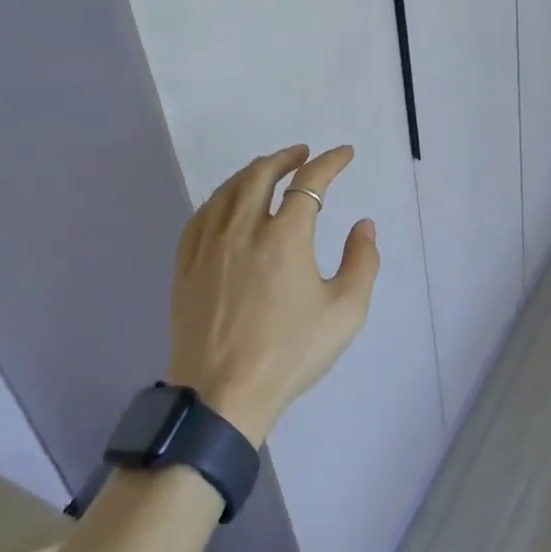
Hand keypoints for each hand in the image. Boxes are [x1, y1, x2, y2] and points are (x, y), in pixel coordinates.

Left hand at [168, 144, 379, 445]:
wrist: (221, 397)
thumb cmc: (289, 354)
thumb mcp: (345, 312)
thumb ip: (362, 261)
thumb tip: (363, 225)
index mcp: (285, 236)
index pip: (310, 182)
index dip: (330, 162)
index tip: (344, 154)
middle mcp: (244, 229)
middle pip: (261, 174)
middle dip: (286, 157)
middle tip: (302, 154)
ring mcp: (209, 246)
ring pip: (228, 190)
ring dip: (252, 172)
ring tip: (268, 170)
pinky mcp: (186, 266)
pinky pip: (201, 215)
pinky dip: (221, 198)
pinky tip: (227, 204)